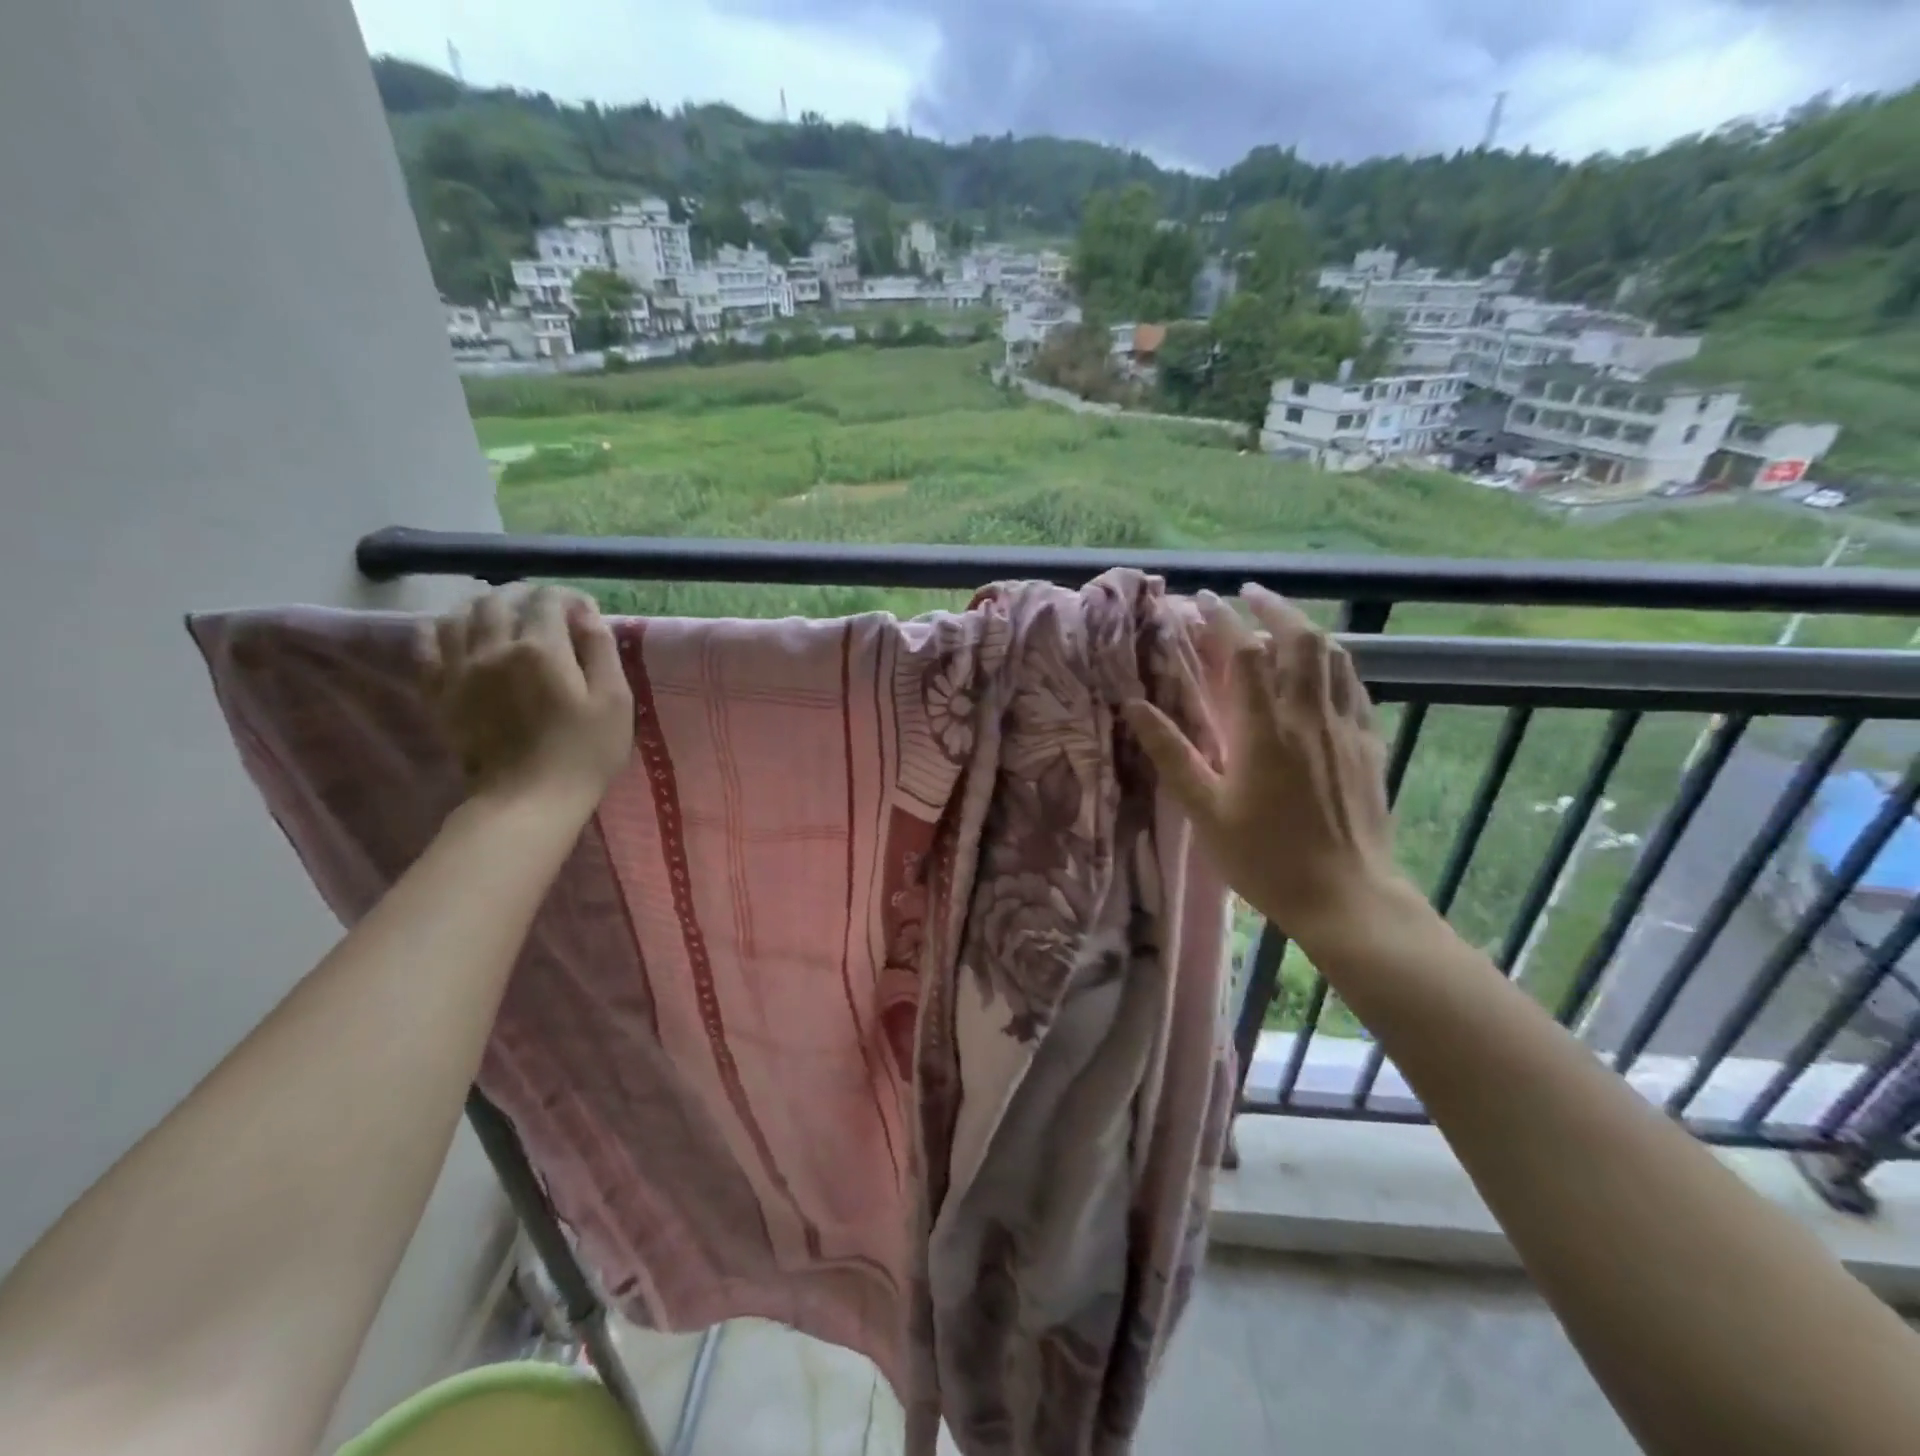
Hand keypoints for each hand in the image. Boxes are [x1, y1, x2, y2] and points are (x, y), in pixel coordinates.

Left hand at [420, 585, 632, 811]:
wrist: (529, 799)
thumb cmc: (585, 751)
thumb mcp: (615, 700)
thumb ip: (601, 650)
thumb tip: (586, 613)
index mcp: (541, 648)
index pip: (549, 600)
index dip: (569, 597)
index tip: (584, 611)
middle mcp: (494, 647)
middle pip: (500, 600)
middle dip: (525, 594)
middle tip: (544, 607)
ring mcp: (460, 669)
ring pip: (460, 614)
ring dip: (483, 605)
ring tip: (502, 614)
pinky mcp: (439, 691)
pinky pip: (427, 644)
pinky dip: (442, 628)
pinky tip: (458, 632)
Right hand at [1124, 584, 1405, 955]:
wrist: (1346, 897)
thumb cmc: (1265, 857)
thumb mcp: (1205, 810)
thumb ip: (1172, 753)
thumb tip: (1134, 706)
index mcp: (1264, 729)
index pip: (1246, 654)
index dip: (1223, 620)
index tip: (1203, 600)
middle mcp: (1309, 715)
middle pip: (1299, 639)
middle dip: (1273, 607)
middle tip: (1249, 594)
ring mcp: (1345, 727)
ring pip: (1334, 656)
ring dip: (1306, 628)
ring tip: (1284, 622)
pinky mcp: (1368, 744)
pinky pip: (1354, 686)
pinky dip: (1335, 663)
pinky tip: (1324, 670)